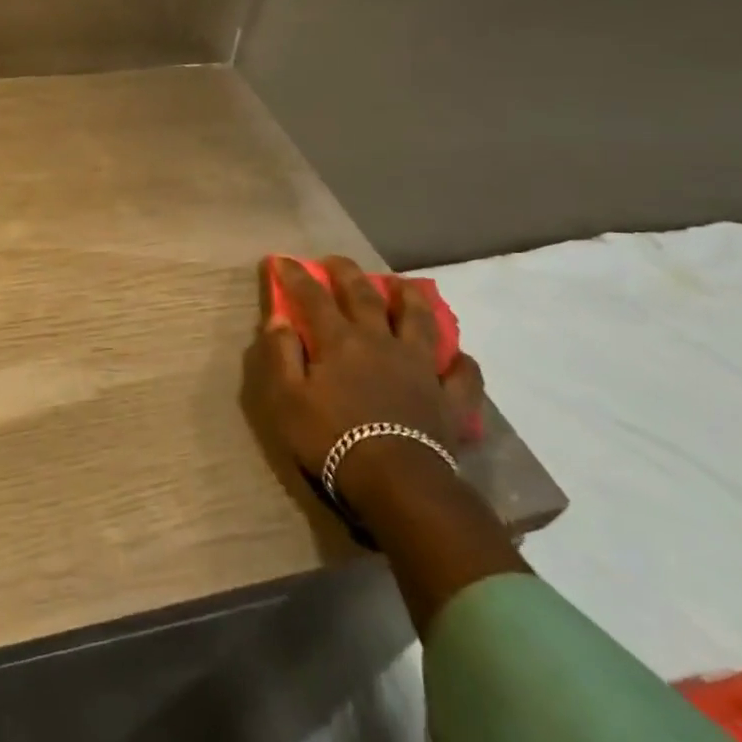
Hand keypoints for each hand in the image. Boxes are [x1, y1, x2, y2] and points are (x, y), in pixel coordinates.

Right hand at [246, 256, 483, 505]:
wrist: (396, 481)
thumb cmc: (331, 438)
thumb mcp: (286, 399)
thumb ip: (281, 355)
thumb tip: (279, 319)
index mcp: (339, 341)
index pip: (312, 297)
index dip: (295, 276)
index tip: (282, 260)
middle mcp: (380, 342)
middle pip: (364, 296)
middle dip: (347, 273)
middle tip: (335, 260)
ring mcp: (420, 367)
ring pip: (418, 321)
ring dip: (410, 299)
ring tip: (403, 285)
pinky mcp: (449, 398)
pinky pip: (462, 376)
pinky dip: (460, 363)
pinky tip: (458, 358)